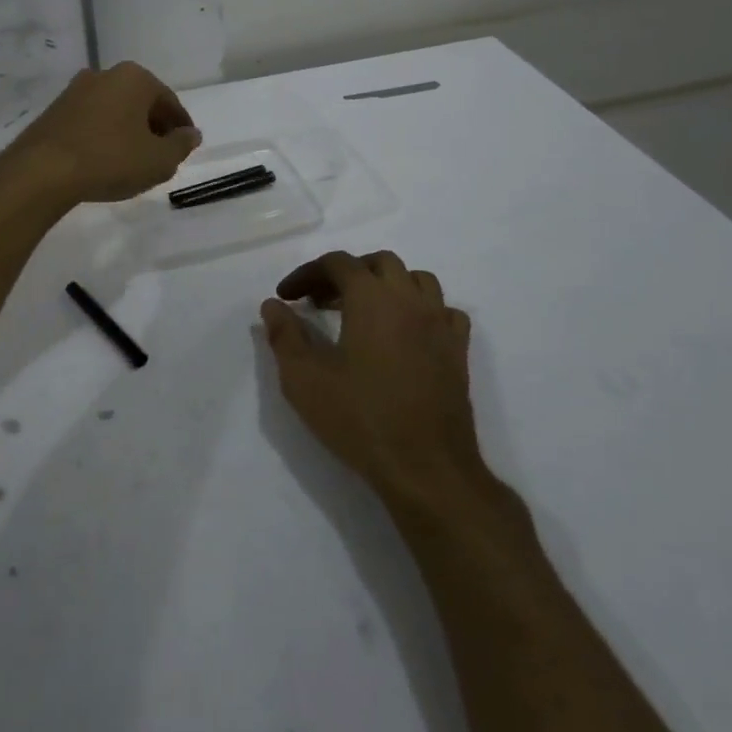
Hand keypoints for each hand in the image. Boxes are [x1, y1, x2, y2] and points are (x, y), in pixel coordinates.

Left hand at [4, 61, 201, 204]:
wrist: (42, 171)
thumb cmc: (110, 160)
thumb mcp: (158, 160)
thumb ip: (180, 145)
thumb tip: (191, 134)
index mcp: (135, 78)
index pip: (170, 102)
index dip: (181, 128)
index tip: (185, 148)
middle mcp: (105, 74)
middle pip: (141, 102)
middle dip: (153, 127)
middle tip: (161, 155)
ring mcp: (75, 90)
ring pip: (114, 110)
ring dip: (127, 131)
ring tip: (132, 161)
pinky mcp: (54, 110)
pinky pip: (91, 121)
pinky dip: (103, 136)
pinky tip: (104, 160)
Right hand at [262, 250, 496, 517]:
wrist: (426, 468)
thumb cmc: (360, 419)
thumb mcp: (304, 379)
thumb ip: (285, 336)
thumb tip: (273, 306)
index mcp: (372, 298)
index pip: (337, 263)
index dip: (307, 273)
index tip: (287, 297)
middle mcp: (410, 300)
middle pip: (379, 263)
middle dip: (347, 273)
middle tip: (321, 301)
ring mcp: (440, 324)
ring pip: (416, 280)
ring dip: (387, 285)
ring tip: (363, 310)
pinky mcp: (459, 351)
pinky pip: (444, 311)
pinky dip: (421, 309)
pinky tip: (406, 333)